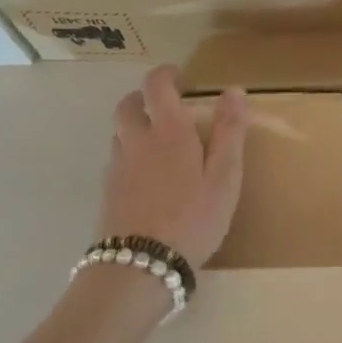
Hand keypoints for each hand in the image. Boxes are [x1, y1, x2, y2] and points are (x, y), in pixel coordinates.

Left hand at [100, 66, 249, 271]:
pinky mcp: (108, 194)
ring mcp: (117, 168)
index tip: (180, 76)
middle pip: (128, 105)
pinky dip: (130, 155)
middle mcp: (136, 141)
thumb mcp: (224, 177)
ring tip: (158, 142)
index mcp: (168, 131)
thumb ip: (230, 131)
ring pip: (119, 133)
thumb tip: (234, 89)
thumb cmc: (192, 219)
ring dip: (135, 126)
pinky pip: (116, 161)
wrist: (139, 268)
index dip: (166, 74)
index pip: (156, 85)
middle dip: (144, 97)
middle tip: (165, 106)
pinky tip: (147, 179)